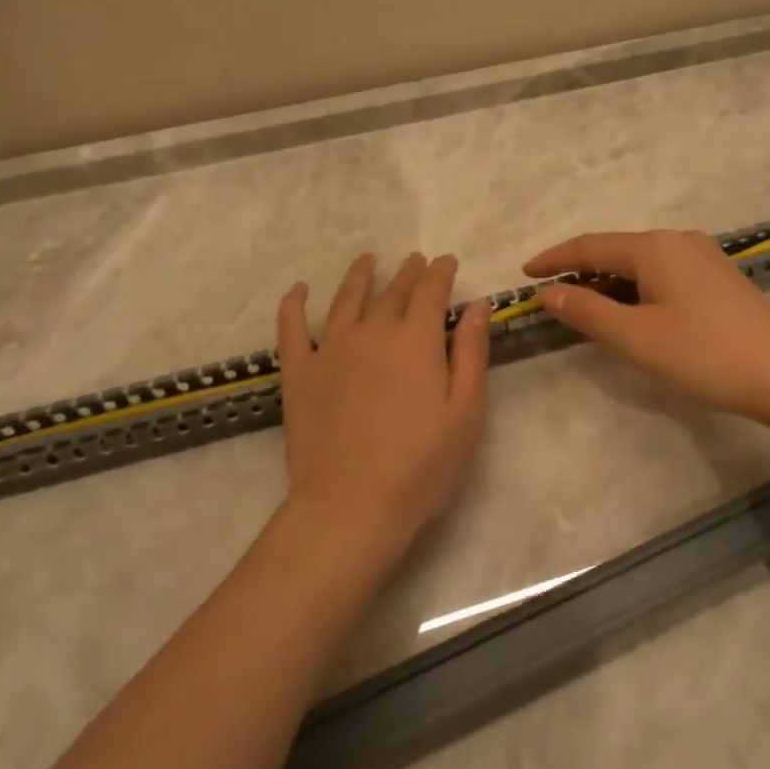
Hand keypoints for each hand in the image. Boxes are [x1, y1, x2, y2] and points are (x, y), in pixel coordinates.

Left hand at [275, 252, 489, 553]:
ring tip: (369, 261)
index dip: (441, 272)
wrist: (350, 508)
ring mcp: (330, 350)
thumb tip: (477, 304)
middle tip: (416, 261)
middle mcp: (372, 331)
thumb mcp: (465, 412)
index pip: (431, 290)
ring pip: (346, 299)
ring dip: (360, 275)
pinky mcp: (299, 374)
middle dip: (409, 272)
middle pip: (393, 291)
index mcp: (416, 339)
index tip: (447, 261)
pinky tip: (299, 290)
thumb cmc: (422, 466)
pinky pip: (292, 328)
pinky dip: (294, 304)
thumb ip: (472, 353)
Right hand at [524, 229, 769, 427]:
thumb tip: (548, 293)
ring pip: (641, 264)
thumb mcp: (636, 337)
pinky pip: (663, 274)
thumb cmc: (704, 354)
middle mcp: (678, 241)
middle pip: (616, 251)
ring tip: (586, 310)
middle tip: (552, 299)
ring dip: (610, 284)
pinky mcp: (719, 279)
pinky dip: (637, 290)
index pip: (590, 246)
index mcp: (654, 247)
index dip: (554, 259)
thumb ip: (587, 312)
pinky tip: (633, 313)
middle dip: (581, 273)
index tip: (524, 274)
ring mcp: (704, 258)